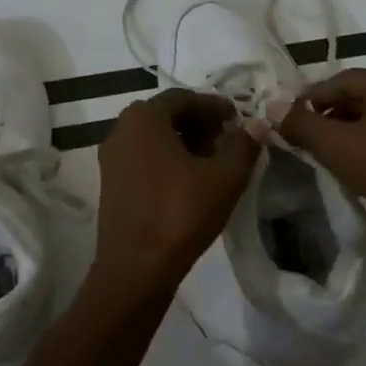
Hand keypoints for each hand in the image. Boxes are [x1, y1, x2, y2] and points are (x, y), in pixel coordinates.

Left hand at [88, 89, 260, 298]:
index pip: (184, 97)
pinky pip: (142, 156)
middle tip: (227, 138)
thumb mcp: (225, 178)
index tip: (238, 119)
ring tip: (212, 160)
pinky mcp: (110, 182)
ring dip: (183, 141)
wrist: (136, 267)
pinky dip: (166, 158)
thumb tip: (255, 125)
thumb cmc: (181, 214)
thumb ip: (244, 145)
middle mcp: (121, 129)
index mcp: (144, 118)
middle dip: (199, 122)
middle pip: (166, 114)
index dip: (215, 106)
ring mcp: (111, 157)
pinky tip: (189, 179)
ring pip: (153, 137)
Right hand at [269, 68, 365, 264]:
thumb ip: (300, 124)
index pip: (338, 80)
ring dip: (349, 135)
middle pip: (358, 99)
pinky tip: (360, 171)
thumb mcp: (336, 144)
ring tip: (327, 158)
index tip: (287, 121)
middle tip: (304, 141)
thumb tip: (271, 106)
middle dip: (328, 117)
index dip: (308, 99)